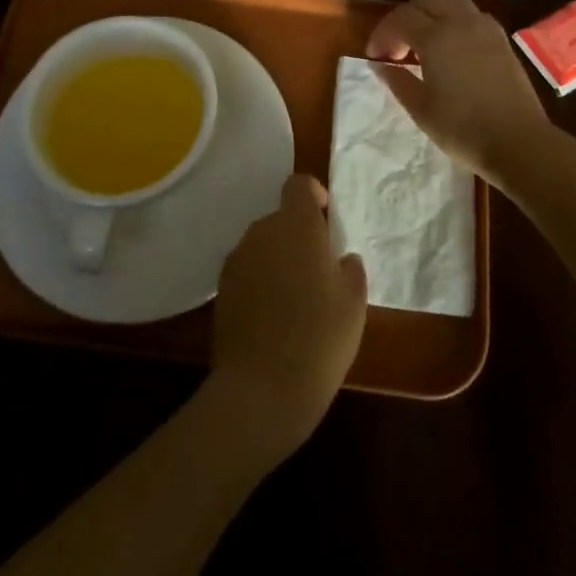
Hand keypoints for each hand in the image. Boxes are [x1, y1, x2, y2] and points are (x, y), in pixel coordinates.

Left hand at [210, 173, 366, 460]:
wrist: (261, 391)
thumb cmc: (319, 338)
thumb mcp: (353, 303)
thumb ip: (349, 268)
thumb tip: (340, 259)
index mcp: (296, 225)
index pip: (298, 185)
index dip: (313, 195)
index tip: (328, 221)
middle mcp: (262, 232)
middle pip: (281, 218)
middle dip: (299, 235)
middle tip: (320, 271)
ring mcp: (237, 260)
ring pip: (263, 246)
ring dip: (279, 259)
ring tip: (297, 299)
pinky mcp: (222, 290)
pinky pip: (248, 271)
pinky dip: (261, 282)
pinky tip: (274, 318)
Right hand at [365, 0, 552, 185]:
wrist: (518, 141)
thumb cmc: (462, 128)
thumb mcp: (420, 108)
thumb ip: (396, 80)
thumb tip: (379, 64)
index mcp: (435, 37)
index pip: (399, 19)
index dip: (382, 34)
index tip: (376, 56)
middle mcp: (459, 22)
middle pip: (424, 1)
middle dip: (404, 18)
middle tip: (398, 47)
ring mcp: (484, 27)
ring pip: (450, 0)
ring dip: (431, 12)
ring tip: (425, 40)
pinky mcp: (501, 38)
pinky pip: (472, 12)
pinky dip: (455, 18)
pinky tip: (453, 44)